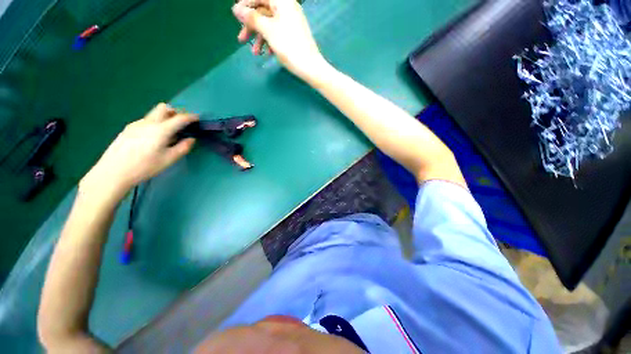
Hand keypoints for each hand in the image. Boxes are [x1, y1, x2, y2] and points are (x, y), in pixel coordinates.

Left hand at [80, 103, 197, 198]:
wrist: (113, 171)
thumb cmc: (144, 167)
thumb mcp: (169, 160)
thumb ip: (183, 148)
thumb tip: (191, 139)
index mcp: (160, 130)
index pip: (179, 118)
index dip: (190, 117)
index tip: (197, 118)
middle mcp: (148, 123)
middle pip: (163, 108)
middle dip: (175, 112)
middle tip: (181, 123)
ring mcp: (136, 124)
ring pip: (153, 114)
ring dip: (164, 118)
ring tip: (167, 133)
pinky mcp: (128, 129)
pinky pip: (145, 121)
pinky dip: (154, 124)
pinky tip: (152, 138)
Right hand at [232, 0, 327, 79]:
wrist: (310, 67)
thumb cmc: (289, 47)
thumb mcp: (268, 31)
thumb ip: (251, 18)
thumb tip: (236, 8)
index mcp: (282, 2)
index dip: (245, 5)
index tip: (236, 17)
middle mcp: (288, 8)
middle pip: (264, 12)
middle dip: (251, 26)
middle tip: (242, 39)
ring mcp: (292, 22)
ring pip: (270, 25)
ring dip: (260, 38)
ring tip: (255, 53)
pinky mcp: (294, 34)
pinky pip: (278, 33)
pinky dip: (270, 42)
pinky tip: (267, 54)